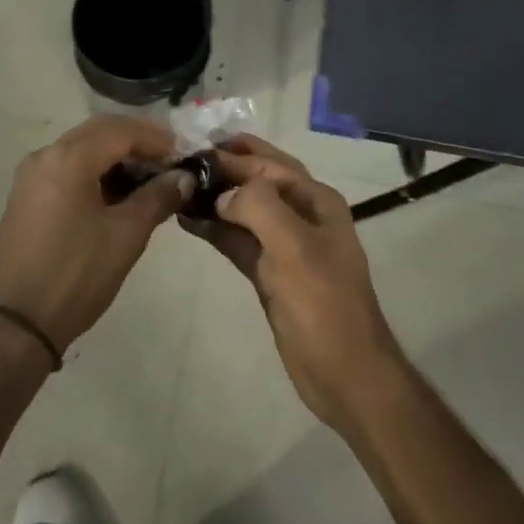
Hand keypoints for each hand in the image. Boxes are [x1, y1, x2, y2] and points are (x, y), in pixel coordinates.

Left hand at [0, 115, 191, 351]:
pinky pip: (67, 167)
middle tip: (170, 160)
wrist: (17, 324)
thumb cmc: (76, 274)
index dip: (157, 139)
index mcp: (69, 158)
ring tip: (149, 178)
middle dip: (137, 141)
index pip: (121, 131)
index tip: (184, 154)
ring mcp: (31, 176)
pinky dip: (96, 171)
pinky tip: (118, 193)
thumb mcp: (127, 235)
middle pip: (100, 132)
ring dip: (116, 156)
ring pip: (82, 148)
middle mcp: (45, 155)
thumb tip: (184, 177)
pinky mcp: (26, 197)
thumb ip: (158, 197)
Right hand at [184, 135, 407, 431]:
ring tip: (180, 186)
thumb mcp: (294, 247)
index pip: (270, 166)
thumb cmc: (323, 304)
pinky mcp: (270, 273)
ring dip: (217, 197)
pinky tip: (190, 220)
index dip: (234, 156)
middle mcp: (302, 215)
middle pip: (260, 179)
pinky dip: (217, 229)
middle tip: (186, 157)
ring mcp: (286, 245)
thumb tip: (222, 193)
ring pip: (246, 209)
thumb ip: (259, 207)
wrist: (344, 373)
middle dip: (227, 166)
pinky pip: (239, 240)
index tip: (194, 150)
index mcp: (316, 201)